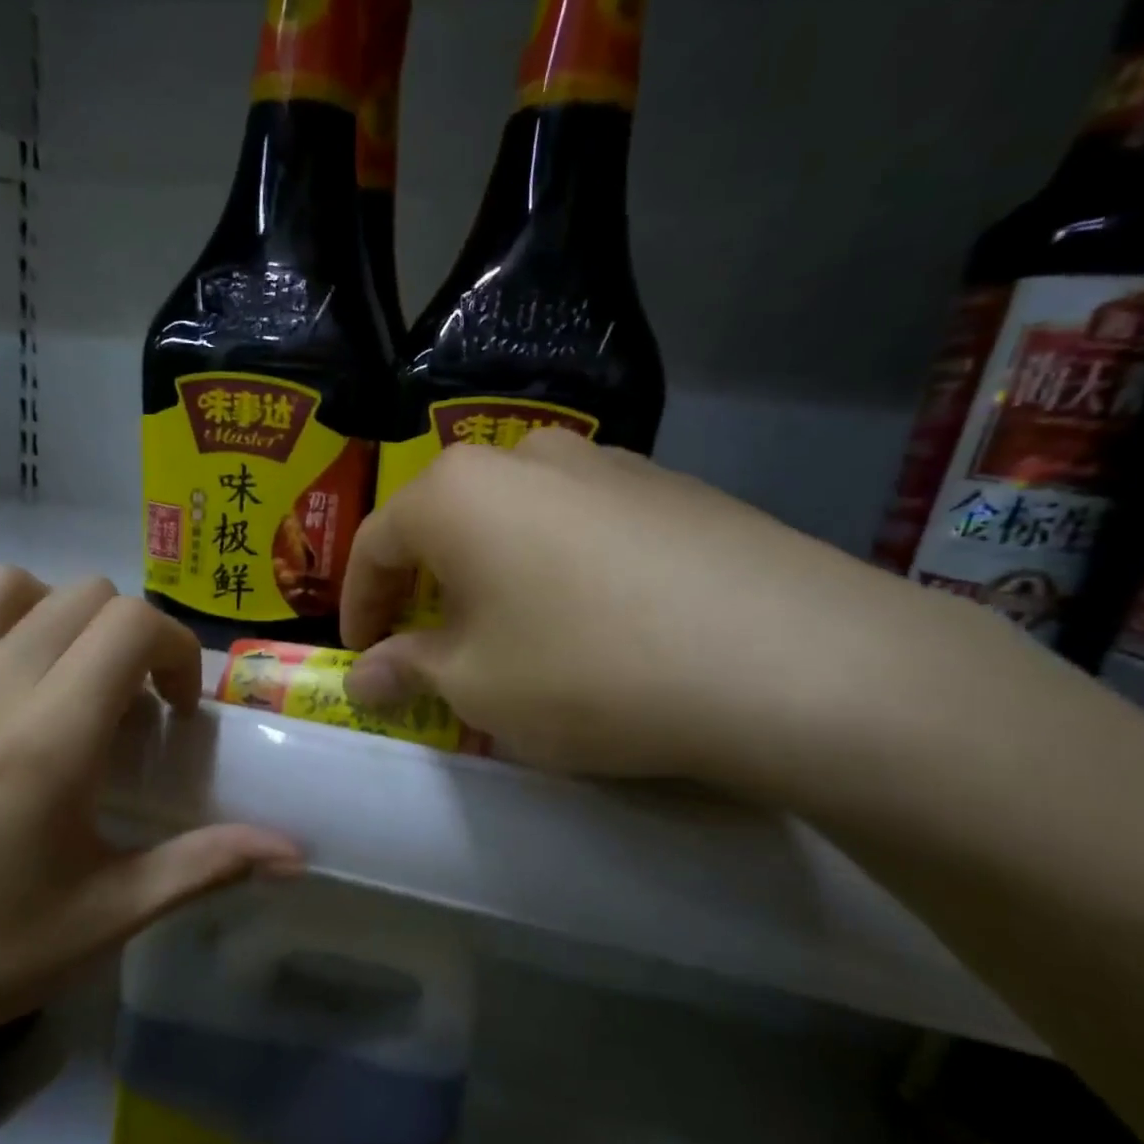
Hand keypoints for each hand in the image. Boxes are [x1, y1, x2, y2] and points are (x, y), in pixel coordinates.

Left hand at [0, 569, 301, 1082]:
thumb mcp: (106, 917)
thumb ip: (205, 866)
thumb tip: (294, 853)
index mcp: (48, 738)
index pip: (133, 626)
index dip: (177, 652)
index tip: (178, 713)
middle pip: (87, 594)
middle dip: (134, 636)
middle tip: (137, 707)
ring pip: (13, 584)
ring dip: (62, 614)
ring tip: (72, 680)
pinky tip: (4, 687)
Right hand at [340, 430, 998, 792]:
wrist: (786, 660)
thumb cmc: (584, 669)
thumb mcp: (474, 686)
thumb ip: (407, 671)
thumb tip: (362, 677)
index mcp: (458, 491)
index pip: (375, 544)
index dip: (357, 606)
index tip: (358, 655)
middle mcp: (526, 456)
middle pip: (446, 526)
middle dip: (424, 591)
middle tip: (429, 651)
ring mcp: (609, 464)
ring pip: (516, 523)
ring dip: (492, 579)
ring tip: (511, 639)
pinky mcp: (674, 489)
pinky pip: (582, 529)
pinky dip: (557, 572)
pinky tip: (591, 624)